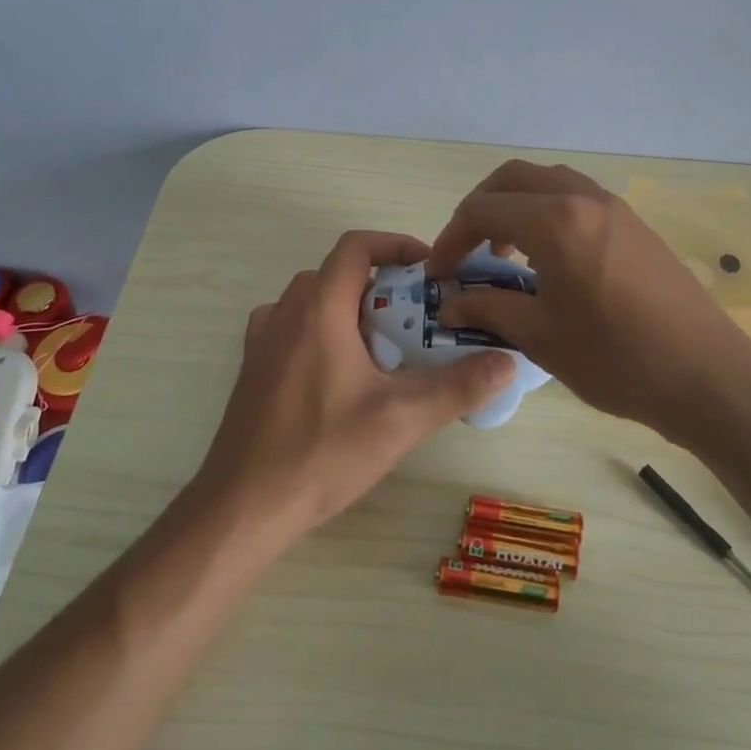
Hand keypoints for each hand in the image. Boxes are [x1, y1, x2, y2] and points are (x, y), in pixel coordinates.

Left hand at [194, 230, 516, 546]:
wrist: (243, 505)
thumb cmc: (321, 452)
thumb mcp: (400, 420)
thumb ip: (457, 386)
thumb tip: (507, 361)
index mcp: (318, 309)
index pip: (355, 247)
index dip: (394, 244)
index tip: (429, 269)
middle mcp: (284, 313)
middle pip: (336, 273)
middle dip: (380, 284)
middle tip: (416, 318)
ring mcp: (262, 341)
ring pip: (312, 301)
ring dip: (349, 308)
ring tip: (383, 346)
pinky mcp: (252, 369)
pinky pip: (291, 328)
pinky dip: (321, 331)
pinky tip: (340, 373)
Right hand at [427, 161, 750, 437]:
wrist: (707, 377)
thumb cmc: (616, 359)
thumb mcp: (540, 337)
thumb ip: (487, 309)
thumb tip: (449, 303)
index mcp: (555, 222)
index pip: (483, 210)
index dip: (450, 238)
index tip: (438, 273)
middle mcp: (583, 199)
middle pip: (513, 178)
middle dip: (479, 207)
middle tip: (465, 250)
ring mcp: (614, 208)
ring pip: (548, 181)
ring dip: (515, 205)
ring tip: (504, 253)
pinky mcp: (634, 224)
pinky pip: (576, 197)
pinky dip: (546, 211)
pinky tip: (547, 258)